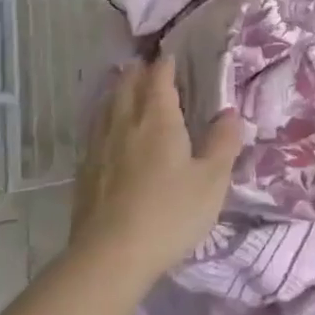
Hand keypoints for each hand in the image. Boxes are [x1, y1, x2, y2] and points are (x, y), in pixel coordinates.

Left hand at [70, 56, 244, 285]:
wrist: (110, 258)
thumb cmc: (169, 213)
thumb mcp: (212, 180)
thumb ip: (223, 143)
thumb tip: (229, 112)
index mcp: (158, 120)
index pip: (159, 79)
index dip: (165, 65)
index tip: (170, 56)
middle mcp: (125, 124)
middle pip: (127, 87)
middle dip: (137, 73)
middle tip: (145, 66)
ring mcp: (100, 149)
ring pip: (106, 108)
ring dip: (117, 92)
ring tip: (123, 88)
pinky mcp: (84, 174)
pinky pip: (94, 133)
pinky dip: (103, 121)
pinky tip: (105, 133)